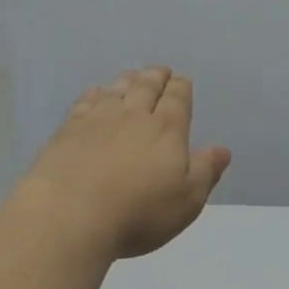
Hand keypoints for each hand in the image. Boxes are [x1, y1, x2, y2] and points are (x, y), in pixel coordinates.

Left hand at [14, 68, 231, 260]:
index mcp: (167, 130)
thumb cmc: (138, 214)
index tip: (181, 80)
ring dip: (126, 81)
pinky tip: (94, 93)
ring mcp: (96, 121)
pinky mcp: (66, 132)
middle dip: (155, 77)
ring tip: (131, 75)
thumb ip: (205, 171)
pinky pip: (84, 103)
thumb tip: (222, 150)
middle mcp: (133, 117)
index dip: (180, 88)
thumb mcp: (186, 201)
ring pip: (115, 91)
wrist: (68, 217)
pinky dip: (93, 94)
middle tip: (159, 70)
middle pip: (146, 88)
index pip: (177, 100)